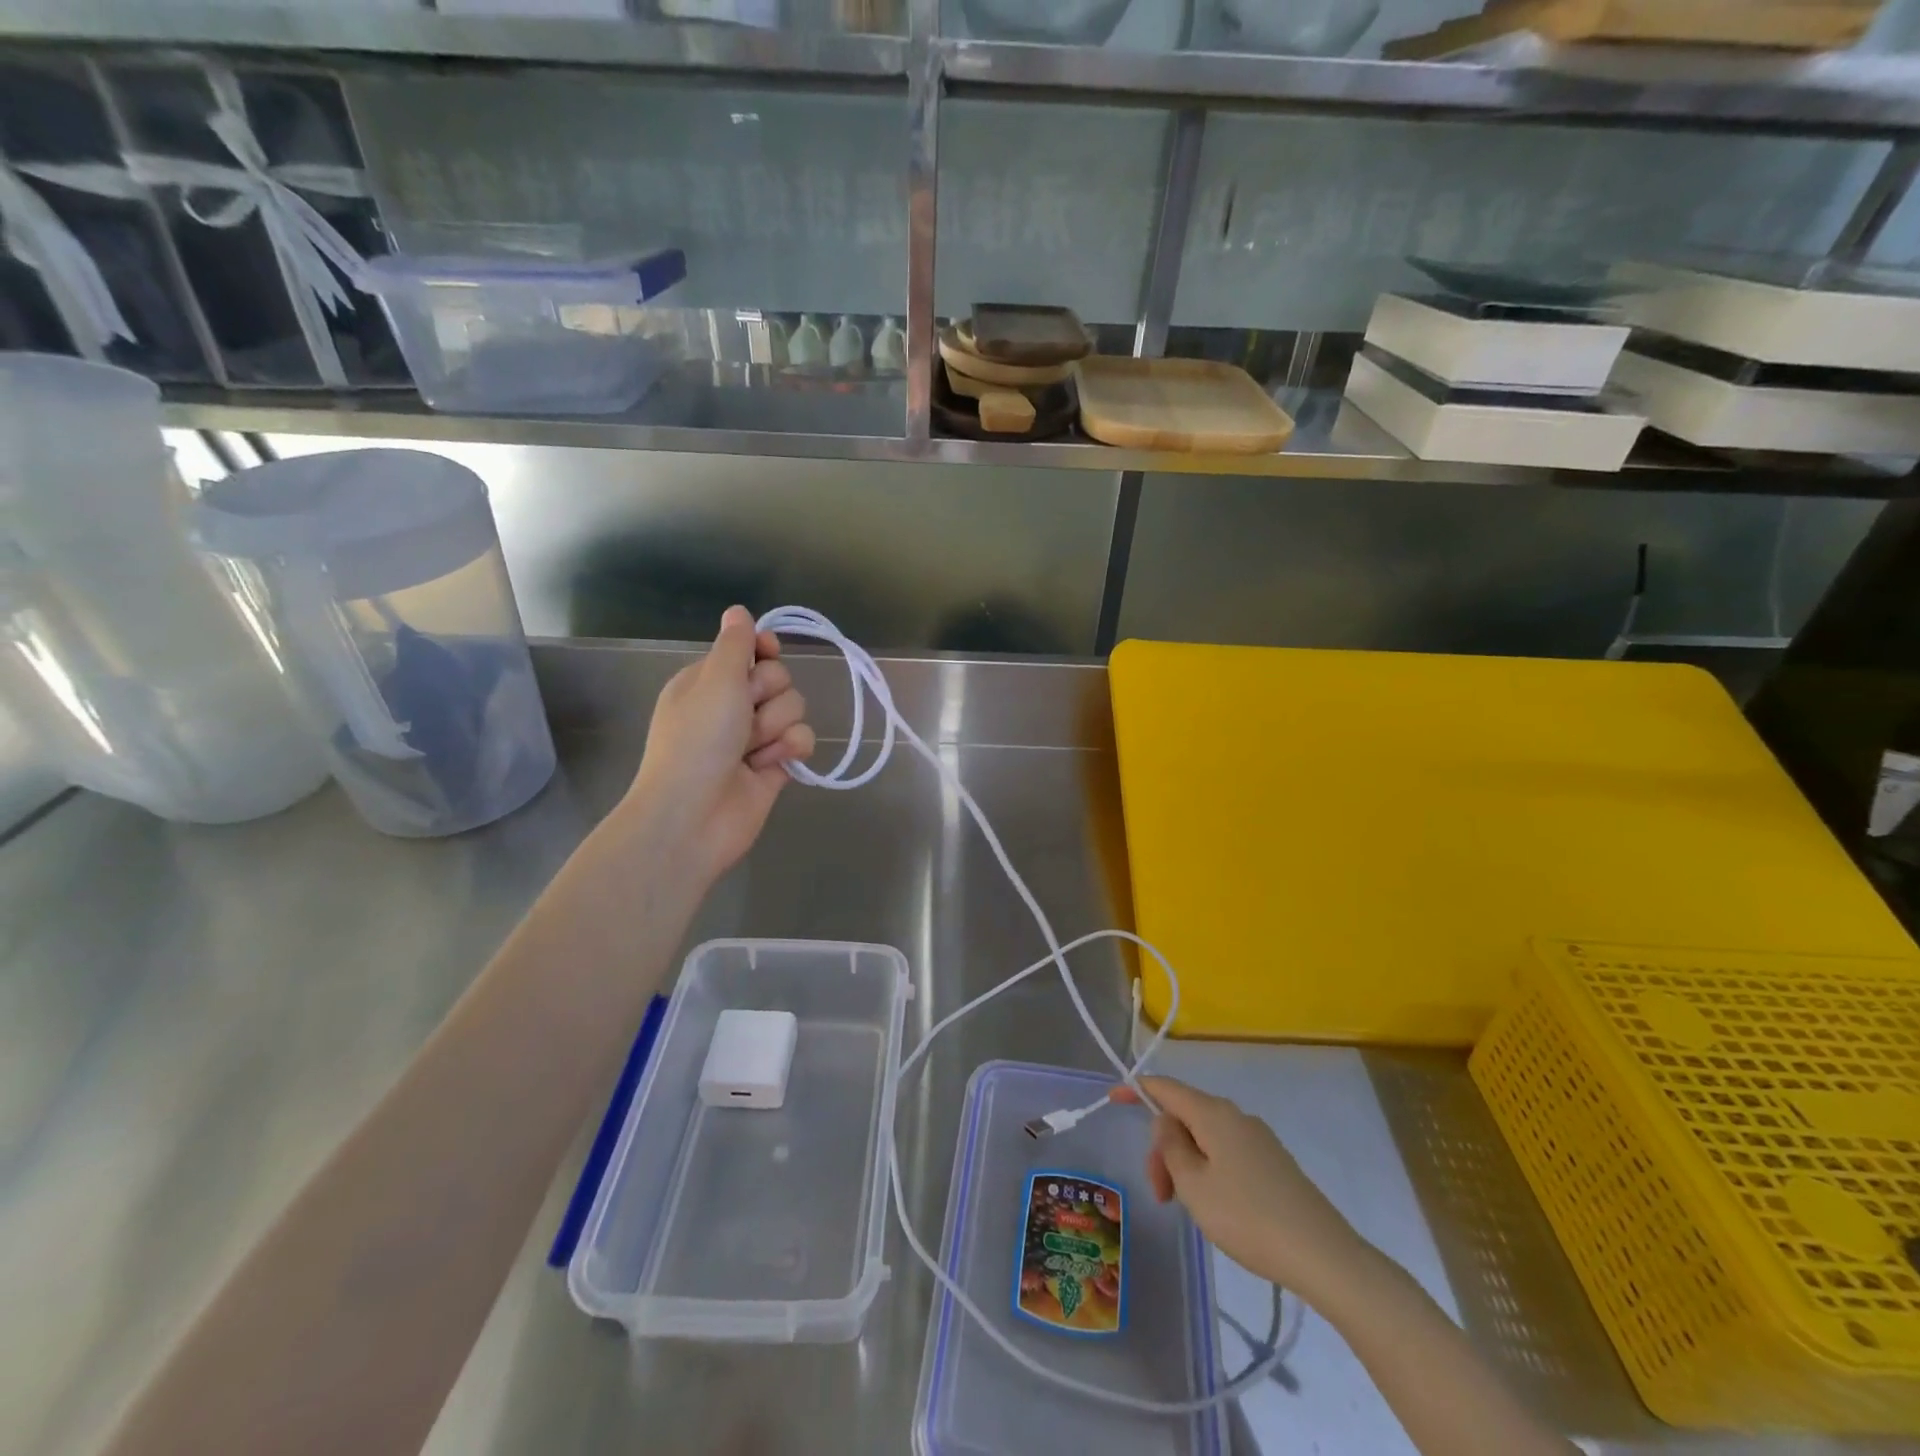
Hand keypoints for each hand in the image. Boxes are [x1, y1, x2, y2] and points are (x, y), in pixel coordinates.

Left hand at [621, 606, 814, 888]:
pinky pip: (802, 740)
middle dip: (767, 695)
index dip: (764, 650)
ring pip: (793, 709)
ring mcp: (754, 738)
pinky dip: (791, 748)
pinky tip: (773, 764)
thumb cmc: (697, 741)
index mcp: (708, 681)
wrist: (693, 816)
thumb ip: (735, 644)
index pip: (749, 650)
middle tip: (743, 715)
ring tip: (752, 749)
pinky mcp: (775, 766)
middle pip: (778, 678)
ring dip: (776, 726)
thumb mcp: (715, 681)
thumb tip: (738, 611)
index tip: (768, 652)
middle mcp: (731, 706)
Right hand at [1113, 1076, 1368, 1302]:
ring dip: (1185, 1164)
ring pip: (1205, 1138)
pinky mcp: (1273, 1163)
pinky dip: (1208, 1170)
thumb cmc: (1248, 1217)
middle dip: (1163, 1148)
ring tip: (1186, 1208)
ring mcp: (1258, 1138)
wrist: (1323, 1255)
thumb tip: (1167, 1123)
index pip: (1165, 1087)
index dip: (1136, 1089)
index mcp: (1213, 1113)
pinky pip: (1226, 1153)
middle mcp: (1236, 1116)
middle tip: (1161, 1195)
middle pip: (1185, 1116)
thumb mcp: (1194, 1185)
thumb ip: (1170, 1147)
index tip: (1112, 1099)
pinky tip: (1215, 1206)